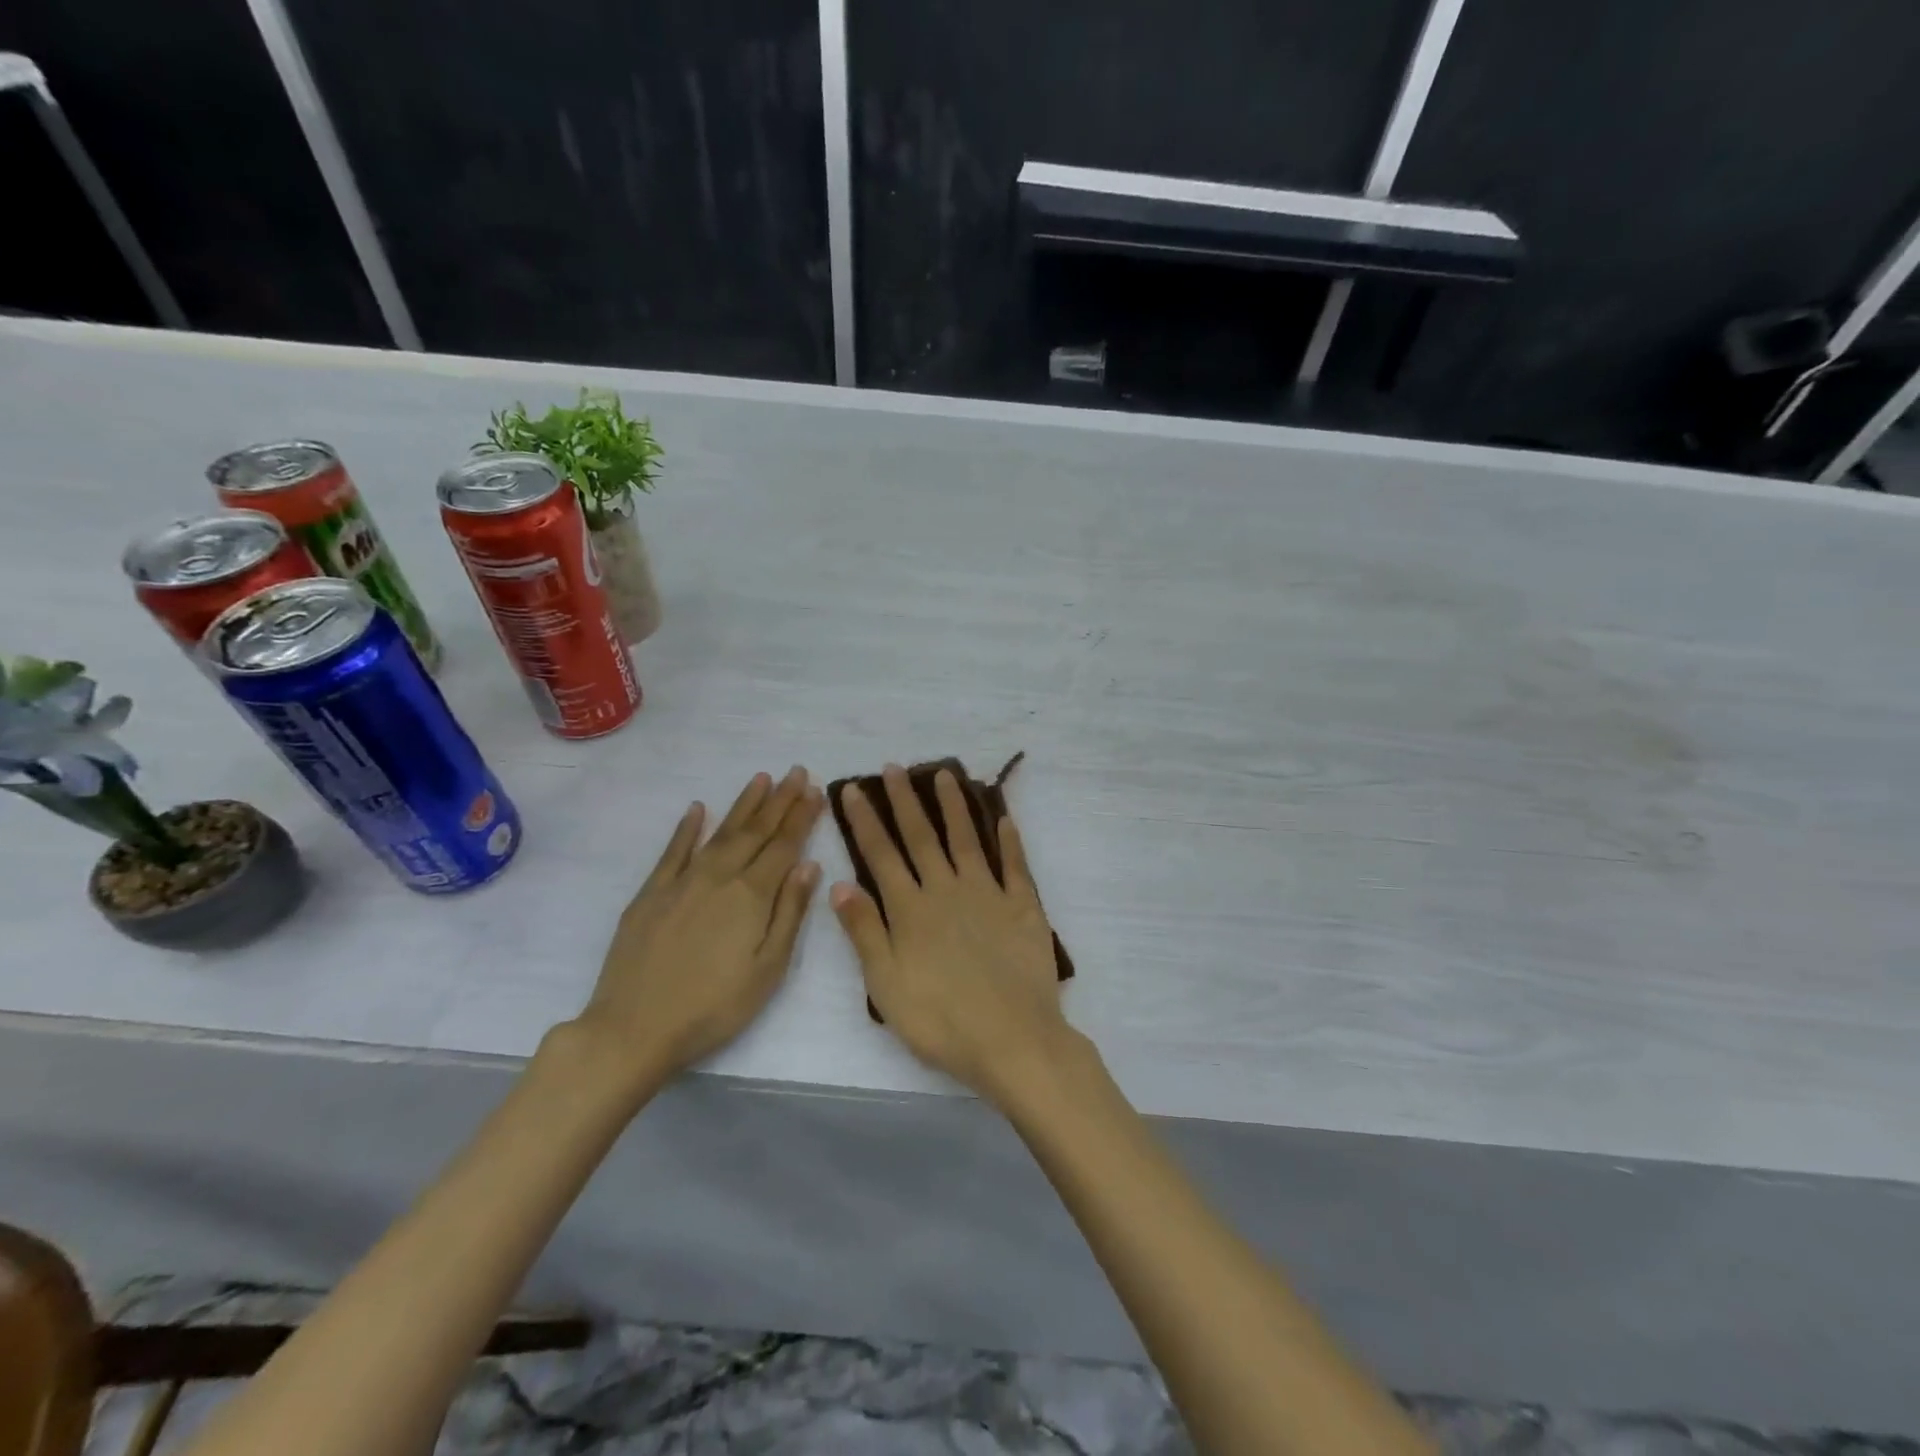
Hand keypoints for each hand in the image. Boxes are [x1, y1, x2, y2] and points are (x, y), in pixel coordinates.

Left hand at [572, 767, 823, 1088]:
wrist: (634, 1028)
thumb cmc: (714, 1007)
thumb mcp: (768, 970)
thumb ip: (789, 912)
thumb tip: (809, 865)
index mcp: (751, 895)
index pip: (784, 845)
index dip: (802, 816)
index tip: (816, 790)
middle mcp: (719, 876)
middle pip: (755, 831)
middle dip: (779, 800)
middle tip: (796, 771)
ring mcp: (682, 881)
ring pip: (720, 832)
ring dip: (743, 804)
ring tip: (762, 778)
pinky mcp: (651, 893)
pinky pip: (673, 850)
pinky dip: (687, 828)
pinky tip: (697, 809)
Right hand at [831, 765, 1073, 1103]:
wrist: (1012, 1038)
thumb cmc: (941, 1020)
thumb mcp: (886, 984)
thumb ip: (865, 931)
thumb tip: (840, 884)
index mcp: (911, 910)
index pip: (881, 855)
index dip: (865, 821)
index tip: (852, 790)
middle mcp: (946, 890)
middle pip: (922, 837)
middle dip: (904, 800)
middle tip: (894, 767)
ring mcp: (988, 894)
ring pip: (966, 839)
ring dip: (954, 805)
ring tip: (945, 775)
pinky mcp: (1023, 906)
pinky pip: (1015, 865)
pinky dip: (1009, 839)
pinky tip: (1003, 818)